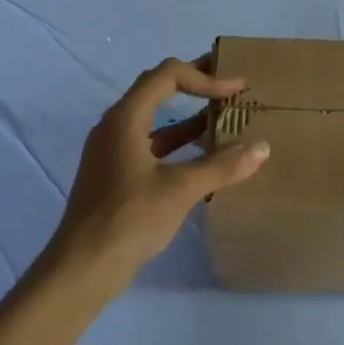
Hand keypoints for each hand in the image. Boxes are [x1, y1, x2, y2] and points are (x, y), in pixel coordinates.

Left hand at [49, 55, 270, 290]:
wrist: (81, 269)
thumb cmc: (129, 219)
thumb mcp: (180, 190)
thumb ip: (222, 166)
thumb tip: (262, 148)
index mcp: (125, 118)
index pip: (167, 76)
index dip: (204, 77)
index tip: (235, 90)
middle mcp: (115, 126)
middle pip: (158, 89)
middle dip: (195, 84)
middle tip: (230, 84)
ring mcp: (113, 150)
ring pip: (155, 120)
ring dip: (188, 116)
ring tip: (224, 117)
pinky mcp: (115, 173)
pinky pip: (151, 144)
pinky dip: (178, 143)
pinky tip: (203, 155)